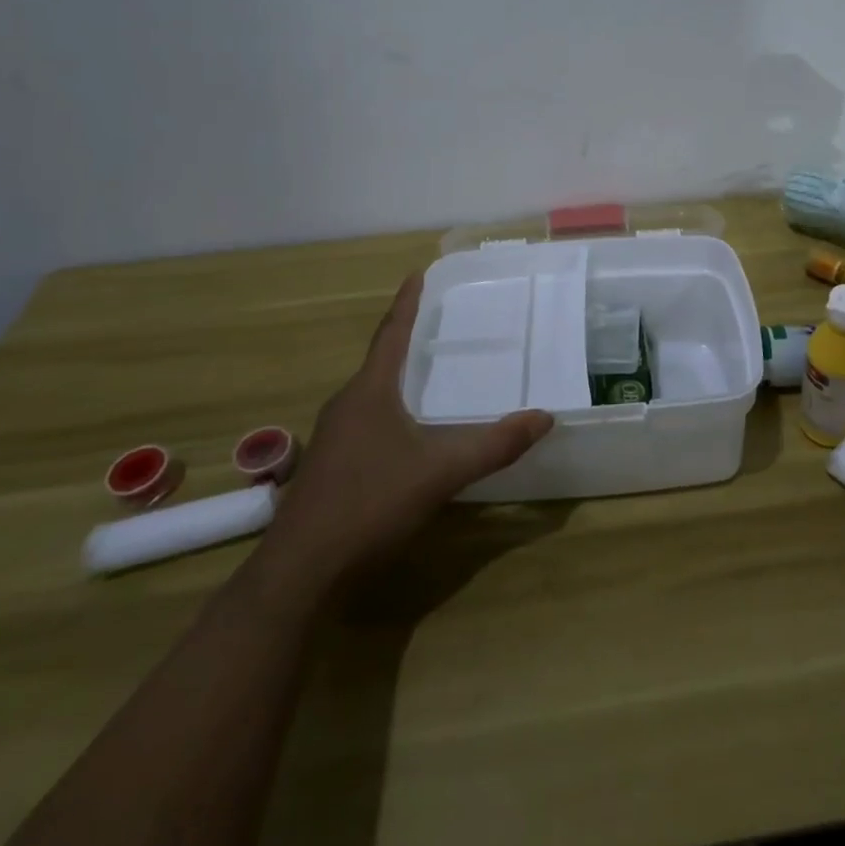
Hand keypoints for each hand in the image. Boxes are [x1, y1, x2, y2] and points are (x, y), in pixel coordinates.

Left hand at [256, 272, 552, 596]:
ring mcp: (332, 438)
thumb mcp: (441, 472)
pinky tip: (405, 435)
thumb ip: (494, 445)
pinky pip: (365, 422)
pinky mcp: (328, 468)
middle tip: (437, 324)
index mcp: (369, 392)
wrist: (300, 571)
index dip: (407, 303)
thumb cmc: (370, 503)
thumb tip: (544, 417)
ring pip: (371, 395)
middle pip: (380, 361)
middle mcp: (346, 405)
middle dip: (406, 340)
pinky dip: (389, 412)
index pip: (392, 334)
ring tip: (426, 374)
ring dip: (397, 379)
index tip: (417, 274)